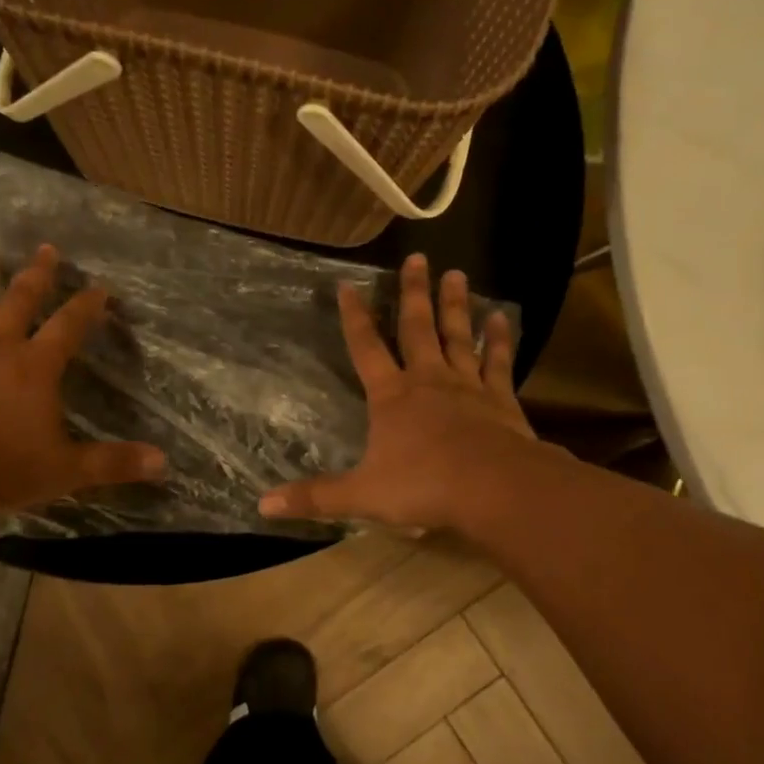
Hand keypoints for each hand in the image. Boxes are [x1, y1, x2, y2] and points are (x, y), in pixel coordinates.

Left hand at [0, 243, 165, 512]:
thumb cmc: (0, 468)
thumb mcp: (66, 470)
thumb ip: (113, 462)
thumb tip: (163, 463)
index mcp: (36, 367)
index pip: (69, 326)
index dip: (87, 305)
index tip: (100, 287)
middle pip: (21, 300)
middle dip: (37, 273)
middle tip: (46, 248)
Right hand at [258, 253, 538, 530]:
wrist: (493, 488)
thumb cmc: (423, 486)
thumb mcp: (362, 495)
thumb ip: (315, 497)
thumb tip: (263, 505)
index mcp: (391, 397)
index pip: (366, 347)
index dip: (354, 317)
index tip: (348, 285)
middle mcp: (427, 380)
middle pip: (417, 328)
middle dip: (413, 293)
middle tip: (418, 258)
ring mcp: (467, 386)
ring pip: (458, 337)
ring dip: (455, 305)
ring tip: (456, 273)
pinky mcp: (500, 400)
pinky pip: (497, 363)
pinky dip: (498, 340)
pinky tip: (500, 318)